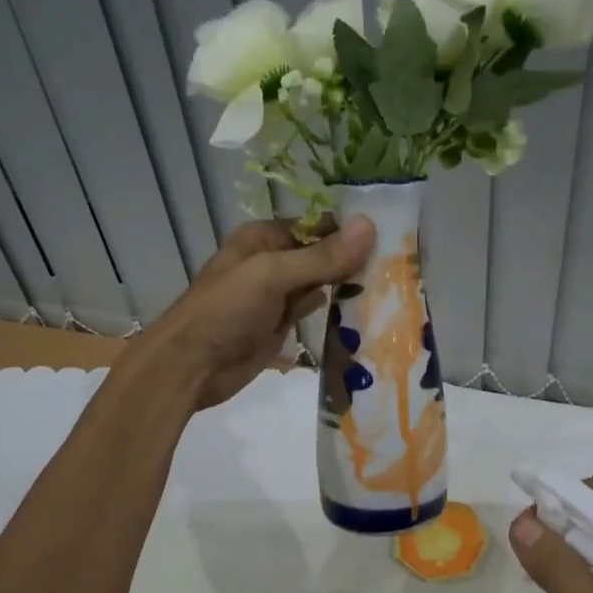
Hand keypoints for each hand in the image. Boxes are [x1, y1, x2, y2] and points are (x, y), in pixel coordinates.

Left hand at [143, 216, 374, 409]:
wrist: (190, 367)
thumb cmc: (225, 311)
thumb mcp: (272, 275)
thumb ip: (321, 256)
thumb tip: (369, 226)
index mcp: (263, 238)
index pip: (316, 224)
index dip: (350, 230)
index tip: (393, 237)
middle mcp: (271, 261)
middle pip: (321, 254)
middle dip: (354, 259)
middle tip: (401, 265)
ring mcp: (276, 296)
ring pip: (320, 283)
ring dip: (347, 285)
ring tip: (394, 285)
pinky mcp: (281, 325)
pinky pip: (313, 310)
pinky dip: (334, 310)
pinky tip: (364, 311)